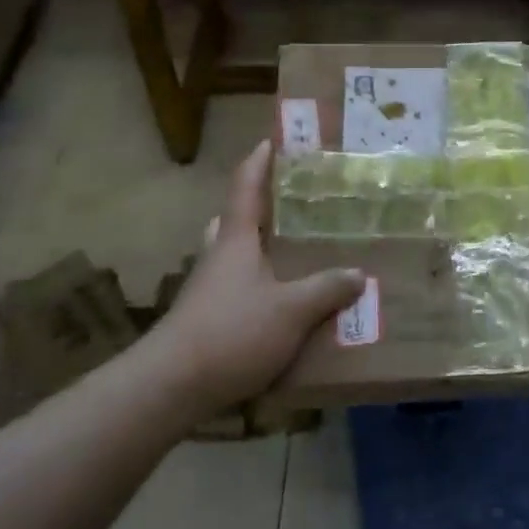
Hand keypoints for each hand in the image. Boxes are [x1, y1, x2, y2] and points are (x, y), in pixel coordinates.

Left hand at [147, 140, 364, 416]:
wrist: (170, 388)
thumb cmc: (232, 333)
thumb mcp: (292, 311)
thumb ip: (326, 289)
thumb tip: (358, 273)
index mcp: (236, 241)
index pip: (245, 189)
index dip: (258, 163)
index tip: (270, 141)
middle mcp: (218, 258)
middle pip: (233, 221)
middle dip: (255, 207)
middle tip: (286, 202)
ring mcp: (207, 291)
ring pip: (230, 256)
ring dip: (253, 248)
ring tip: (287, 251)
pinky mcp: (204, 321)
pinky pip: (234, 290)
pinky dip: (254, 285)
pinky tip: (278, 304)